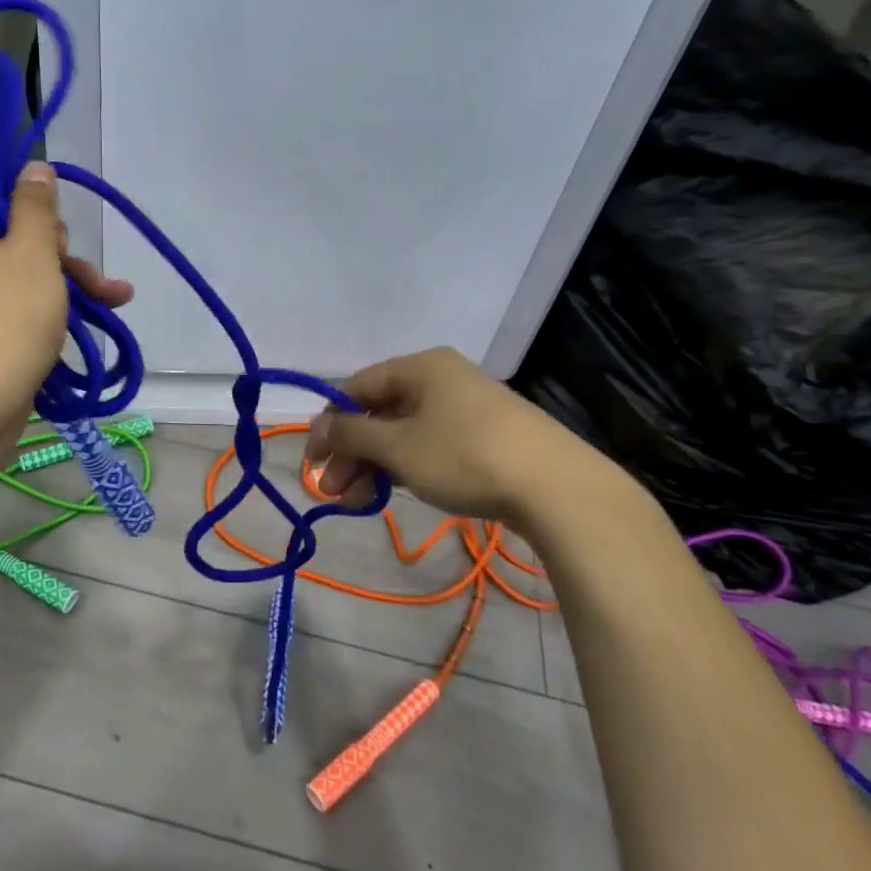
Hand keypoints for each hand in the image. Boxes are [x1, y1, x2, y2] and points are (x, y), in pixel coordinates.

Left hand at [0, 162, 132, 417]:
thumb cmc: (3, 318)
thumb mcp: (34, 254)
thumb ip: (37, 206)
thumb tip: (33, 167)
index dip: (13, 177)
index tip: (48, 197)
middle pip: (5, 219)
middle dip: (54, 238)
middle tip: (69, 258)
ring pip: (21, 260)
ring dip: (69, 273)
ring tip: (115, 294)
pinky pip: (17, 293)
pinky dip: (53, 298)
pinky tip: (106, 308)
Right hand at [306, 347, 637, 530]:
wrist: (557, 487)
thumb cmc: (464, 456)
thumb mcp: (398, 447)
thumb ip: (352, 435)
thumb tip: (317, 429)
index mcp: (420, 367)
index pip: (357, 387)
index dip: (330, 424)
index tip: (313, 461)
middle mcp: (442, 378)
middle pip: (380, 412)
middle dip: (352, 453)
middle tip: (334, 492)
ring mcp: (467, 407)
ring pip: (405, 432)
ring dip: (376, 466)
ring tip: (360, 503)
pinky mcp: (486, 437)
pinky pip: (431, 445)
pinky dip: (407, 467)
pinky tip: (396, 492)